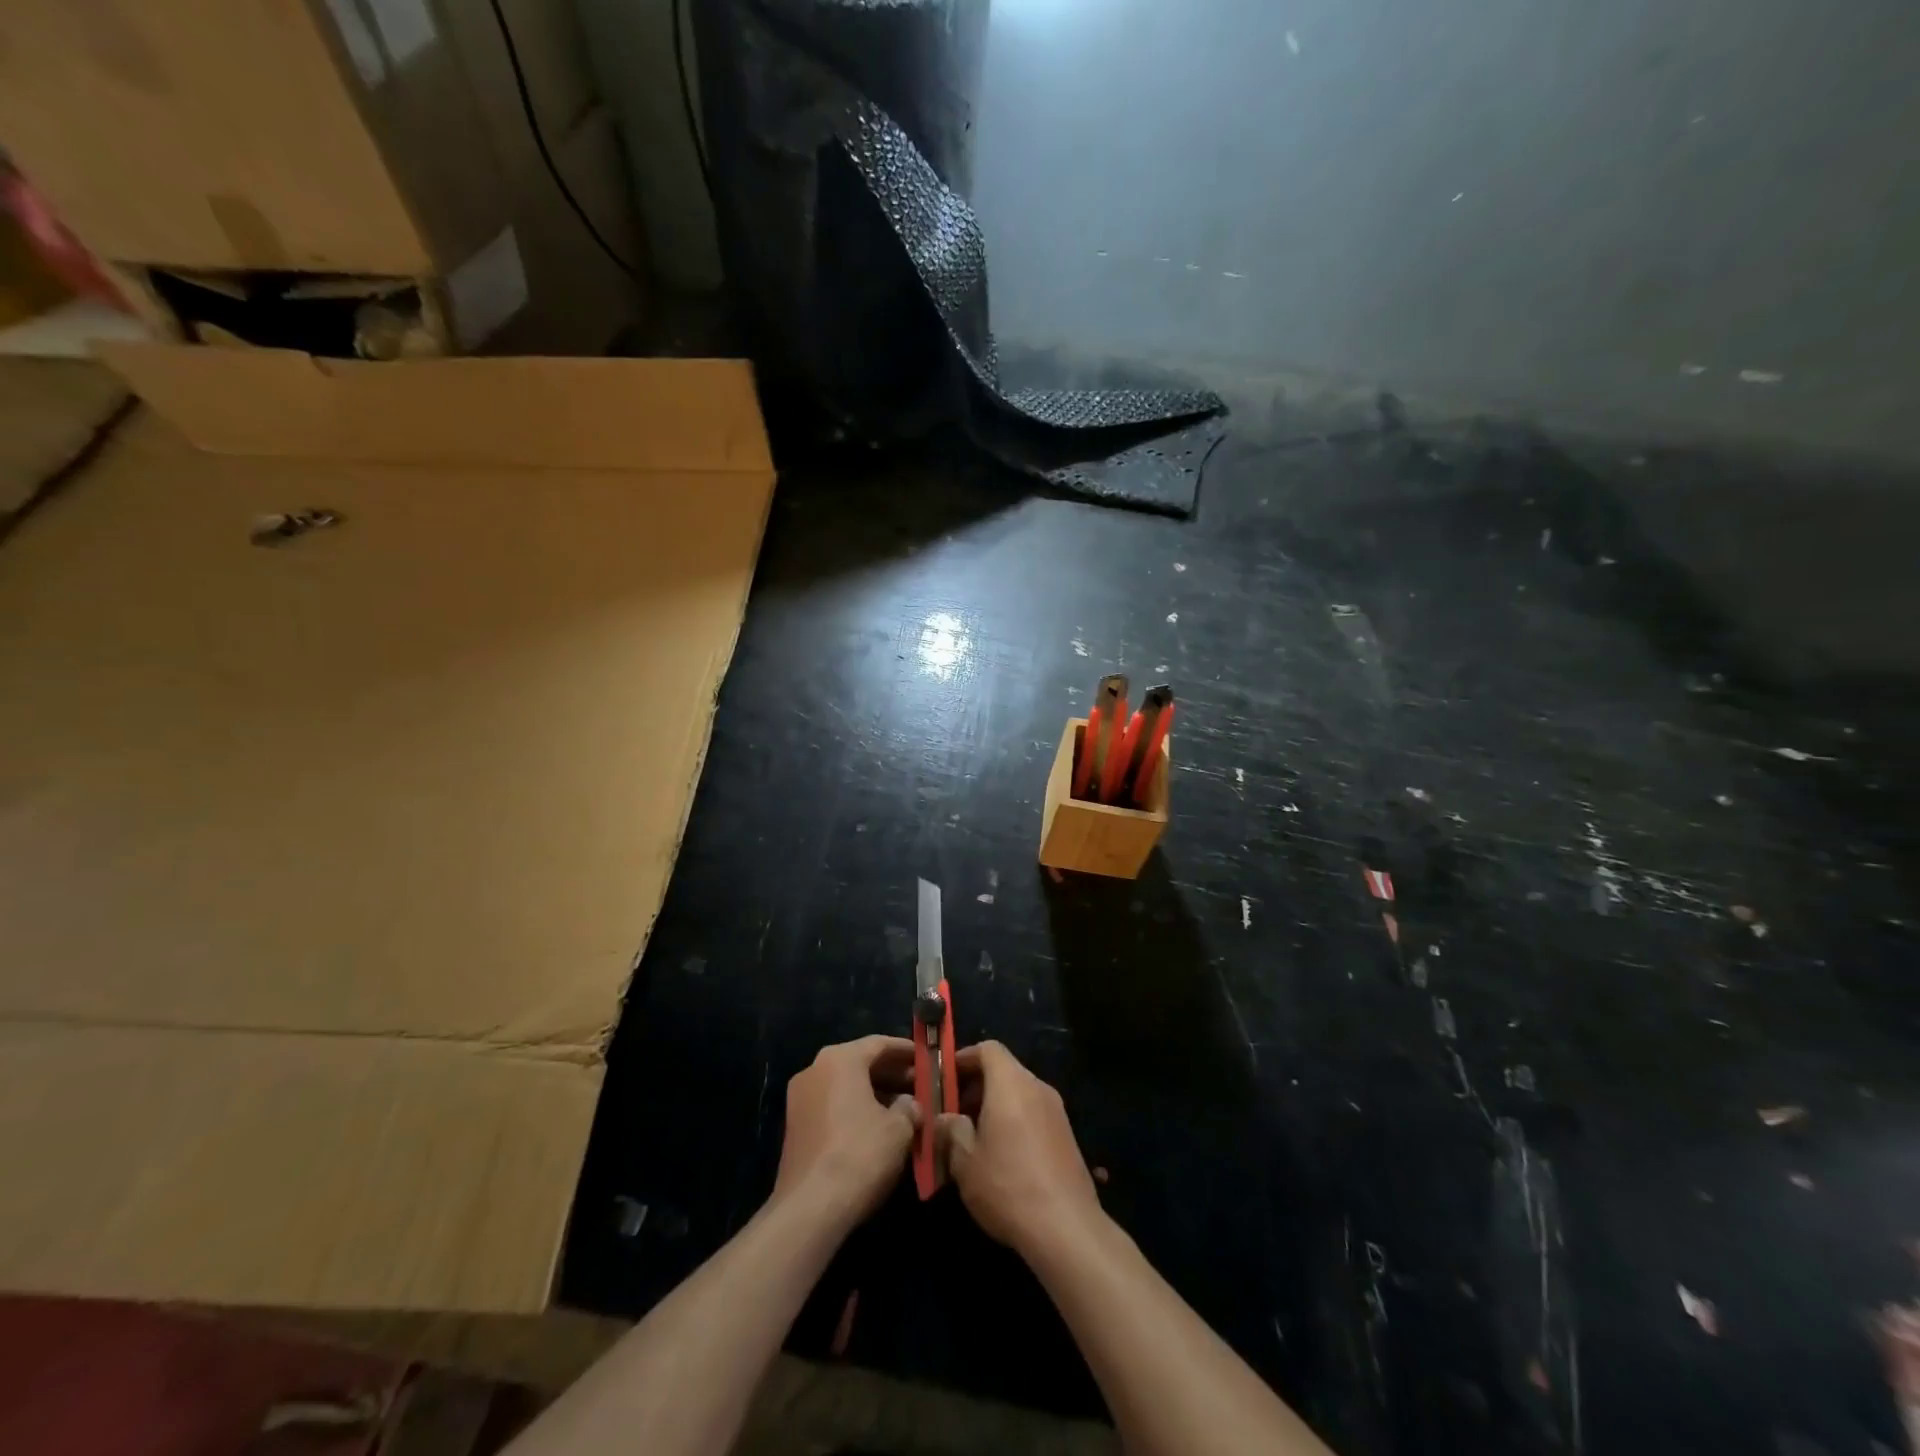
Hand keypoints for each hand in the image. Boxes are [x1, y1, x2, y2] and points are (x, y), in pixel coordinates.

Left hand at [772, 1036, 919, 1227]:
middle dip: (890, 1073)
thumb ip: (909, 1107)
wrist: (810, 1208)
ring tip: (903, 1108)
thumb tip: (911, 1104)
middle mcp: (815, 1069)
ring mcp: (800, 1098)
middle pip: (860, 1062)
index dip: (906, 1050)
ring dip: (873, 1093)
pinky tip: (876, 1128)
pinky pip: (831, 1105)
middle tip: (918, 1084)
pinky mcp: (794, 1127)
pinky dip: (854, 1109)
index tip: (926, 1058)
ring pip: (845, 1085)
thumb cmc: (860, 1154)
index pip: (879, 1043)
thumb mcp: (899, 1129)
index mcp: (839, 1059)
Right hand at [938, 1041, 1103, 1256]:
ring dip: (994, 1106)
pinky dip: (1014, 1121)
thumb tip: (945, 1118)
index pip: (988, 1049)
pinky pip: (1033, 1114)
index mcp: (1011, 1083)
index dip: (964, 1058)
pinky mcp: (1067, 1136)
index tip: (944, 1080)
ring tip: (973, 1139)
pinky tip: (1001, 1157)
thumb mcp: (965, 1161)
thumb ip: (951, 1131)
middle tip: (953, 1114)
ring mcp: (1057, 1111)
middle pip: (1004, 1070)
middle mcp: (1037, 1087)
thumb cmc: (1007, 1185)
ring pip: (1019, 1094)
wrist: (1066, 1227)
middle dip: (976, 1086)